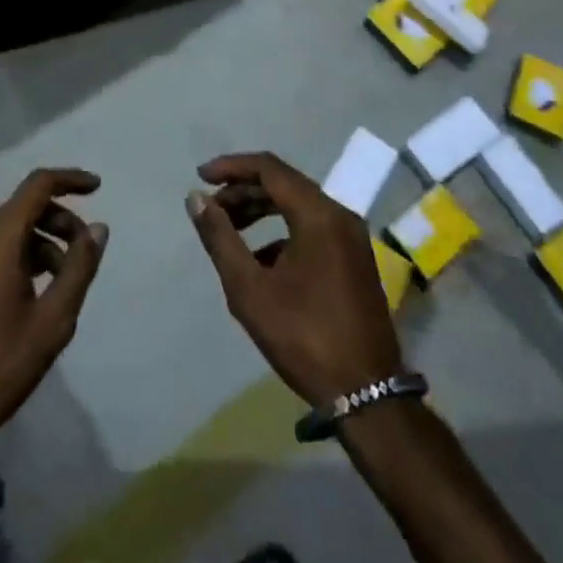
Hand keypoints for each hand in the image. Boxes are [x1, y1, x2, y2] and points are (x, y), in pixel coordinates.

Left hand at [0, 169, 107, 462]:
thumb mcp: (52, 321)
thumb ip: (79, 268)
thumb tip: (98, 229)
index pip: (38, 185)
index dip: (70, 179)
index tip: (97, 188)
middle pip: (22, 208)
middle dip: (58, 221)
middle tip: (82, 255)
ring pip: (3, 232)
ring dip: (37, 243)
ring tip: (57, 284)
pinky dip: (12, 257)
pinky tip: (25, 296)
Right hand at [187, 153, 401, 407]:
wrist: (367, 395)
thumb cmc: (304, 337)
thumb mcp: (250, 289)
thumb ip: (220, 238)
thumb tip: (195, 198)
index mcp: (318, 214)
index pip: (269, 168)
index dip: (232, 167)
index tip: (201, 176)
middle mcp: (339, 215)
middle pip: (285, 184)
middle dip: (244, 191)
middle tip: (211, 209)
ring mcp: (352, 237)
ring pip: (299, 206)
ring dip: (262, 210)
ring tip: (229, 231)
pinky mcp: (355, 259)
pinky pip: (313, 228)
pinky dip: (282, 231)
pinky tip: (260, 261)